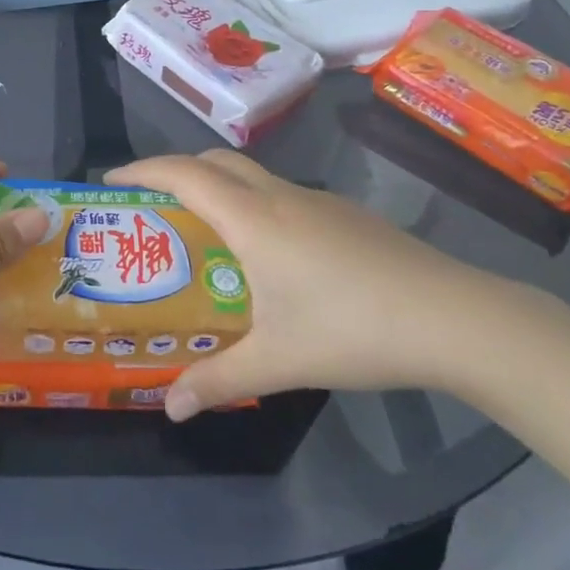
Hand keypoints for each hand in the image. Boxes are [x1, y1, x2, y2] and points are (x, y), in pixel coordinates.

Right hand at [107, 150, 547, 420]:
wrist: (458, 319)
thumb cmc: (353, 329)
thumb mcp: (278, 361)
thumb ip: (217, 380)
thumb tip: (170, 407)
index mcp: (252, 219)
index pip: (182, 175)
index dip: (141, 170)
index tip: (111, 181)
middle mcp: (280, 197)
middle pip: (214, 162)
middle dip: (175, 171)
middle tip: (152, 205)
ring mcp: (319, 202)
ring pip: (252, 176)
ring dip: (217, 187)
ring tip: (202, 232)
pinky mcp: (347, 216)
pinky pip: (281, 195)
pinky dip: (252, 205)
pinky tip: (267, 256)